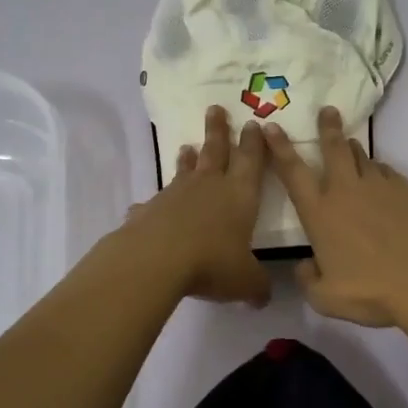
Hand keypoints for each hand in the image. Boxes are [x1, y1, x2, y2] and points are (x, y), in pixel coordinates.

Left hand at [122, 105, 271, 305]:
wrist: (157, 259)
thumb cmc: (212, 262)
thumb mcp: (245, 281)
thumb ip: (256, 287)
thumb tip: (261, 298)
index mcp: (239, 195)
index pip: (251, 161)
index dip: (254, 143)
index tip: (253, 123)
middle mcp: (209, 186)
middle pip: (216, 151)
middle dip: (218, 130)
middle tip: (215, 108)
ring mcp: (176, 194)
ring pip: (185, 170)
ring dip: (188, 158)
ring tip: (186, 147)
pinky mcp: (150, 209)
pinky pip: (154, 202)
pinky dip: (154, 202)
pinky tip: (146, 207)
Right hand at [264, 106, 407, 326]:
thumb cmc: (371, 291)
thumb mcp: (326, 298)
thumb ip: (308, 279)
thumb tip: (304, 266)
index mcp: (320, 213)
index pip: (292, 171)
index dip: (279, 147)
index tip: (271, 126)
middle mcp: (346, 191)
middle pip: (333, 148)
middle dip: (327, 127)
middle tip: (327, 110)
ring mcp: (379, 186)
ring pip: (361, 156)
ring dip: (353, 148)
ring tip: (350, 145)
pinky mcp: (406, 189)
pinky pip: (387, 172)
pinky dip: (379, 172)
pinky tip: (382, 181)